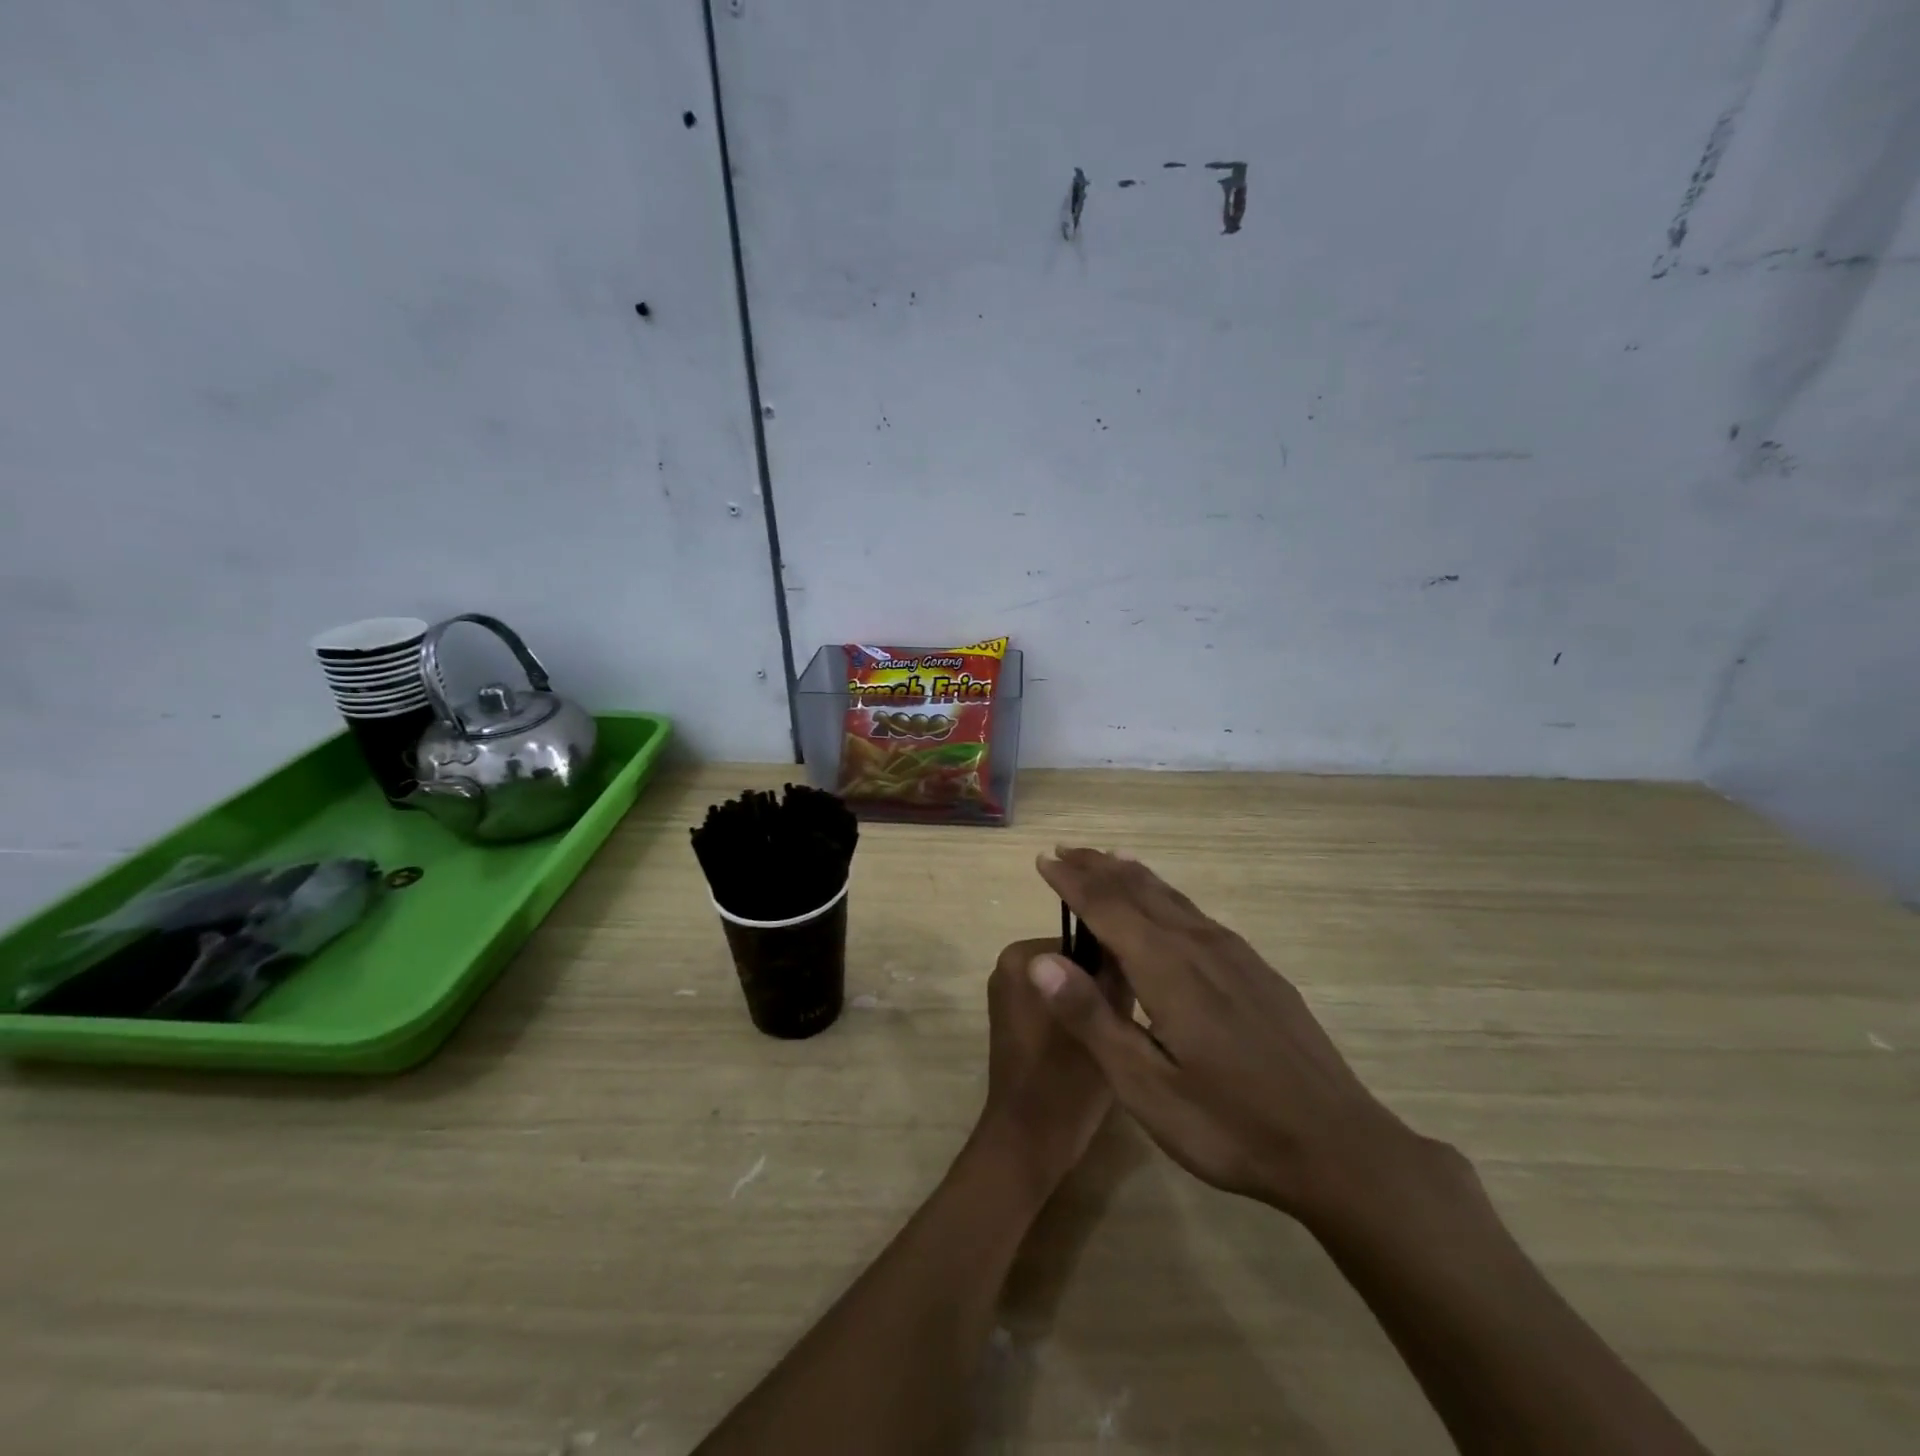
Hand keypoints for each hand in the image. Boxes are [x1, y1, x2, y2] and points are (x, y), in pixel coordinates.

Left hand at [976, 937, 1132, 1202]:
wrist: (1029, 1140)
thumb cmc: (1066, 1078)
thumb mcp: (1106, 1020)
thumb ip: (1115, 975)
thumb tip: (1127, 946)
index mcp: (1022, 956)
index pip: (1085, 940)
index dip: (1115, 965)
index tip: (1139, 990)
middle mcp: (1008, 966)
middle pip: (1074, 962)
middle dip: (1100, 985)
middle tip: (1125, 1019)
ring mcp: (1007, 994)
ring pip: (1067, 985)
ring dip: (1090, 1002)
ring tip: (1115, 1032)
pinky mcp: (1012, 1020)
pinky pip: (1053, 1003)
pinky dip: (1074, 1016)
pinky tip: (1095, 1042)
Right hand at [1030, 850, 1424, 1222]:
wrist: (1338, 1147)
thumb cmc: (1229, 1124)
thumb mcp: (1146, 1086)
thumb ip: (1092, 1018)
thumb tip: (1041, 960)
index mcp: (1167, 967)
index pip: (1106, 906)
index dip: (1071, 881)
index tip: (1043, 860)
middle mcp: (1199, 945)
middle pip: (1139, 890)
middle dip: (1098, 868)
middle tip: (1067, 851)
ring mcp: (1235, 955)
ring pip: (1172, 897)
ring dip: (1133, 876)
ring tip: (1109, 860)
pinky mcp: (1257, 970)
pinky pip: (1197, 913)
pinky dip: (1166, 896)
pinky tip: (1169, 908)